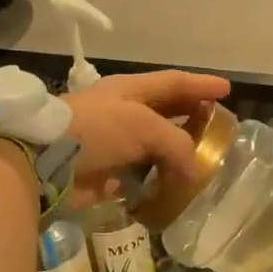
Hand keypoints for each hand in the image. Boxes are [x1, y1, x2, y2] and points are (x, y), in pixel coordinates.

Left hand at [64, 69, 230, 201]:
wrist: (46, 160)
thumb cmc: (98, 130)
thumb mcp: (143, 126)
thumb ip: (176, 144)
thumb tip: (195, 170)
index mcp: (131, 90)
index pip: (174, 83)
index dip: (200, 85)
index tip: (226, 89)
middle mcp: (123, 113)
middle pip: (165, 113)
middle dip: (191, 118)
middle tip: (217, 128)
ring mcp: (114, 143)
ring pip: (154, 147)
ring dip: (176, 155)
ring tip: (203, 163)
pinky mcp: (105, 173)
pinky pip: (140, 176)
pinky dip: (158, 181)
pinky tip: (176, 188)